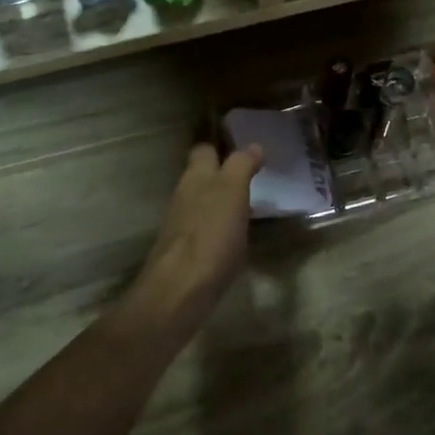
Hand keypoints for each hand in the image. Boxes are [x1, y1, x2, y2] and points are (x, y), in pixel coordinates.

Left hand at [128, 142, 261, 330]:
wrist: (181, 289)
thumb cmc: (210, 235)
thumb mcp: (232, 193)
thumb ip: (241, 166)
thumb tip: (253, 145)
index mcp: (195, 177)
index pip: (204, 150)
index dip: (221, 145)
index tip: (244, 146)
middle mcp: (184, 196)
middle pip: (201, 176)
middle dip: (221, 173)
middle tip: (251, 175)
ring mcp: (182, 225)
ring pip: (202, 202)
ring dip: (220, 199)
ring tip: (248, 202)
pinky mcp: (187, 251)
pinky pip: (205, 228)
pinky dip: (219, 225)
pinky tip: (235, 234)